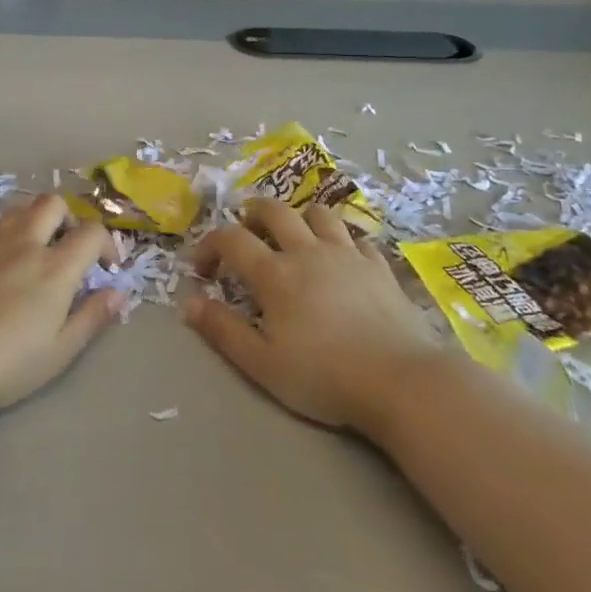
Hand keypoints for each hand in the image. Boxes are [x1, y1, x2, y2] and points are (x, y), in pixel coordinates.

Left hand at [0, 195, 120, 422]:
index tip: (106, 270)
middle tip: (69, 252)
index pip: (91, 232)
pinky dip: (10, 239)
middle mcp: (25, 245)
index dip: (107, 244)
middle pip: (53, 203)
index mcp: (55, 268)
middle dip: (70, 219)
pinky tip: (3, 272)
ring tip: (38, 258)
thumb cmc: (4, 363)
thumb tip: (120, 293)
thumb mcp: (58, 352)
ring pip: (21, 211)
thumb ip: (91, 318)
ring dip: (38, 224)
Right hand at [181, 200, 442, 433]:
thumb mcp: (261, 363)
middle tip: (245, 235)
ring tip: (293, 239)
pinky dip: (340, 240)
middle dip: (251, 215)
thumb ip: (222, 330)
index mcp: (274, 273)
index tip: (202, 269)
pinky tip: (339, 259)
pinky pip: (355, 236)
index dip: (209, 245)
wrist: (400, 381)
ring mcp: (347, 254)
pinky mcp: (379, 265)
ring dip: (298, 218)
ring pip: (318, 213)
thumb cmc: (324, 377)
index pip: (230, 238)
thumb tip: (189, 303)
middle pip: (274, 210)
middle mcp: (307, 251)